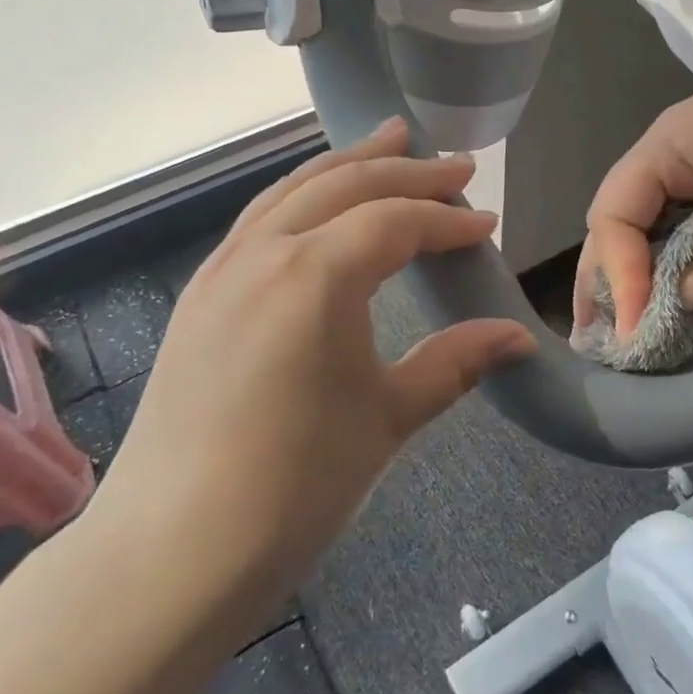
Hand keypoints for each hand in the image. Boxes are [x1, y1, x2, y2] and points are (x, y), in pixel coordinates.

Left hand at [90, 118, 535, 597]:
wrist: (172, 550)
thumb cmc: (295, 484)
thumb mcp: (389, 416)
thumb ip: (456, 362)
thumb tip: (520, 337)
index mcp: (316, 274)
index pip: (396, 222)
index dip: (447, 220)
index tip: (487, 226)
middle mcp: (264, 252)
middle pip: (345, 186)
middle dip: (405, 170)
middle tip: (453, 163)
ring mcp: (222, 269)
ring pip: (293, 190)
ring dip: (347, 165)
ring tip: (387, 142)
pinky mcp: (200, 294)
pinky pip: (260, 218)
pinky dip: (302, 195)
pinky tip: (319, 204)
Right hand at [577, 19, 692, 334]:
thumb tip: (683, 304)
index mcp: (670, 143)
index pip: (615, 212)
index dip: (616, 272)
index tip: (633, 328)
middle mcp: (680, 147)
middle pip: (627, 213)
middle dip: (610, 271)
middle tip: (596, 328)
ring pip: (662, 218)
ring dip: (646, 267)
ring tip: (631, 317)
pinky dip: (687, 256)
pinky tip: (686, 287)